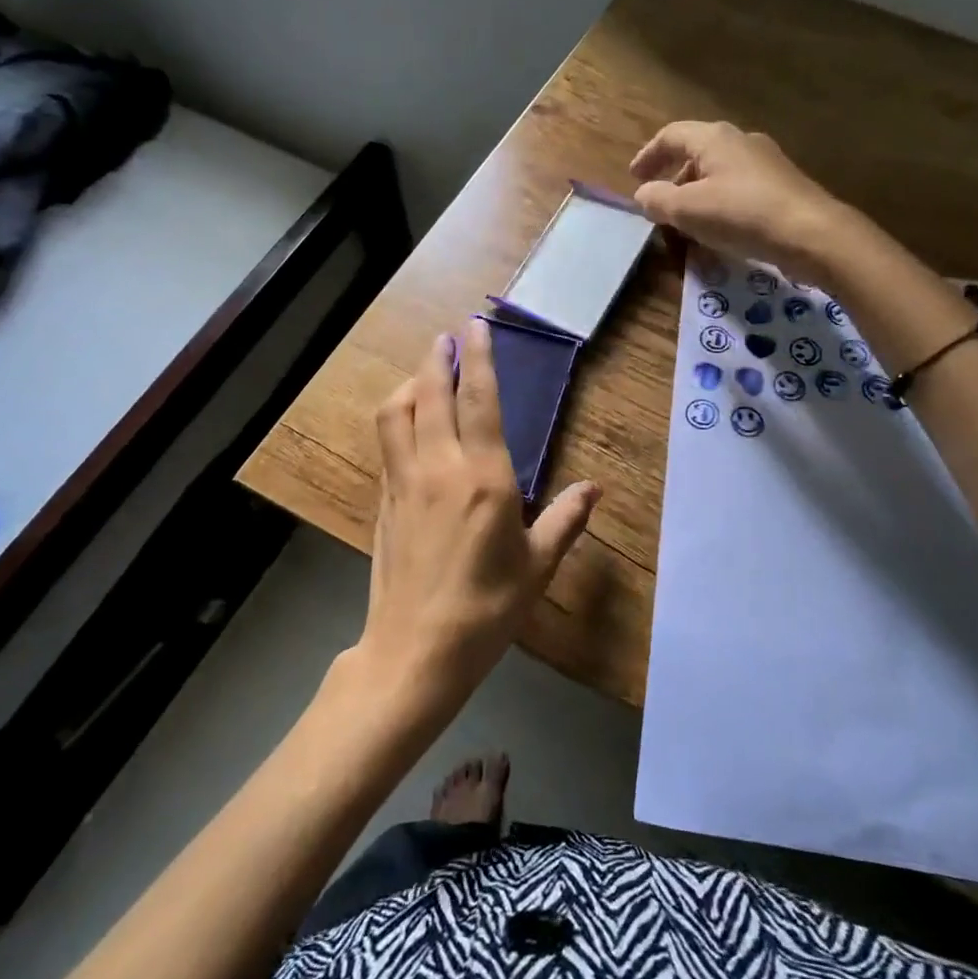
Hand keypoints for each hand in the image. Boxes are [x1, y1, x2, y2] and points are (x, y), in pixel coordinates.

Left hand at [362, 319, 600, 701]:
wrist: (416, 651)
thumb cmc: (487, 608)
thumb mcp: (538, 566)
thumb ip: (566, 520)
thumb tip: (593, 488)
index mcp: (483, 478)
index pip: (478, 401)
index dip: (478, 358)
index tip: (476, 327)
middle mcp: (438, 468)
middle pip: (430, 395)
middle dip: (438, 358)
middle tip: (448, 336)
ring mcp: (404, 483)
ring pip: (396, 414)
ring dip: (410, 384)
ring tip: (426, 374)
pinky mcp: (384, 502)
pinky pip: (388, 444)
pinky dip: (398, 419)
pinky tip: (409, 425)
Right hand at [629, 121, 854, 284]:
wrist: (811, 234)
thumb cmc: (742, 215)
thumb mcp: (688, 210)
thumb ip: (658, 200)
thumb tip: (643, 195)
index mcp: (714, 138)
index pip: (671, 135)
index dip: (648, 156)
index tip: (634, 179)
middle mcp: (741, 141)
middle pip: (696, 153)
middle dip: (673, 178)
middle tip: (660, 204)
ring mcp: (765, 163)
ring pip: (719, 173)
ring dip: (696, 194)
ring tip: (687, 223)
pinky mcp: (781, 187)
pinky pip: (739, 189)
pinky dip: (719, 204)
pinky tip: (720, 230)